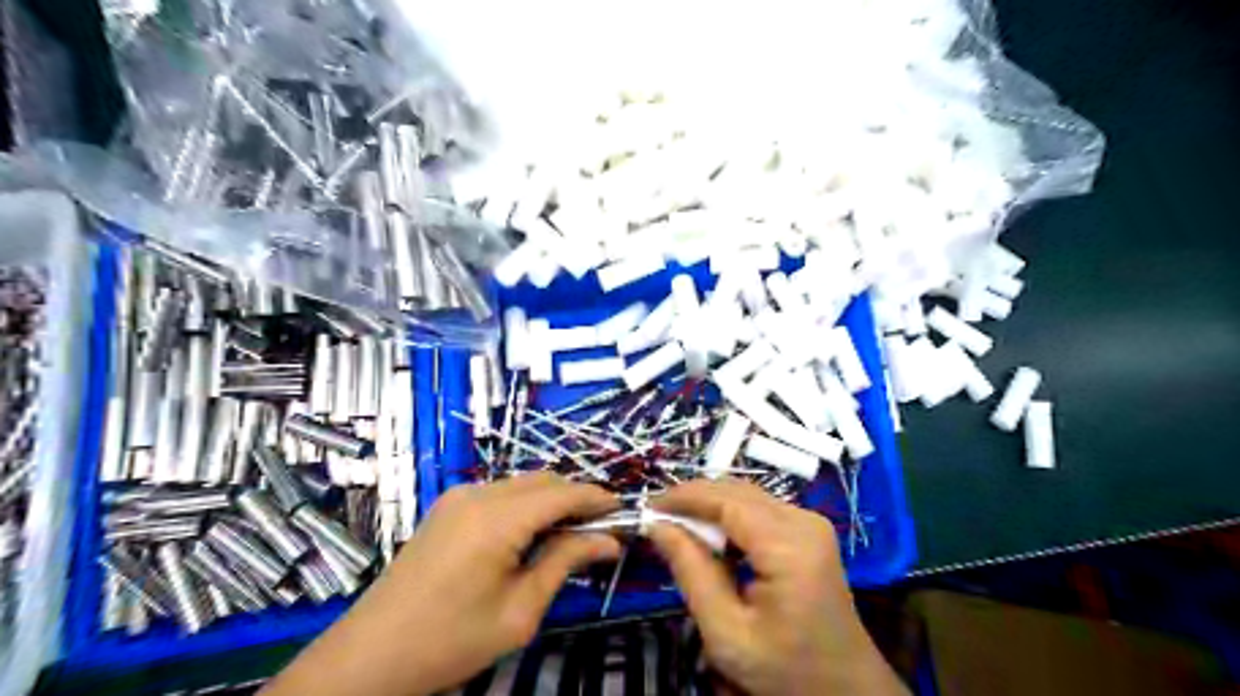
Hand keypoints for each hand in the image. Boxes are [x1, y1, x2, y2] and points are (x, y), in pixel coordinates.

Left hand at [267, 474, 625, 694]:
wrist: (370, 655)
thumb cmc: (450, 640)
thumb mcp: (519, 610)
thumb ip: (565, 563)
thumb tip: (609, 541)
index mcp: (497, 518)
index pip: (563, 492)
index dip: (598, 498)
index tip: (624, 513)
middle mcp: (478, 494)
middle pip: (544, 480)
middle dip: (576, 498)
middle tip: (599, 531)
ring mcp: (458, 497)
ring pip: (522, 484)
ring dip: (551, 501)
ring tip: (569, 537)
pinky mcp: (447, 507)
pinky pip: (500, 494)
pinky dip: (525, 506)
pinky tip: (530, 536)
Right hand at [651, 480, 907, 695]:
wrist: (845, 690)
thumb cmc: (786, 670)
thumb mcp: (727, 633)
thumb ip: (691, 572)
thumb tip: (657, 526)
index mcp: (789, 546)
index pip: (727, 500)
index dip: (684, 497)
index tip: (647, 507)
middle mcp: (804, 521)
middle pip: (737, 491)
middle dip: (694, 498)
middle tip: (657, 517)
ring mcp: (811, 522)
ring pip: (747, 495)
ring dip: (710, 506)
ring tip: (676, 526)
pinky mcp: (809, 530)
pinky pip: (760, 508)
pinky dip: (729, 516)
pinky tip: (710, 537)